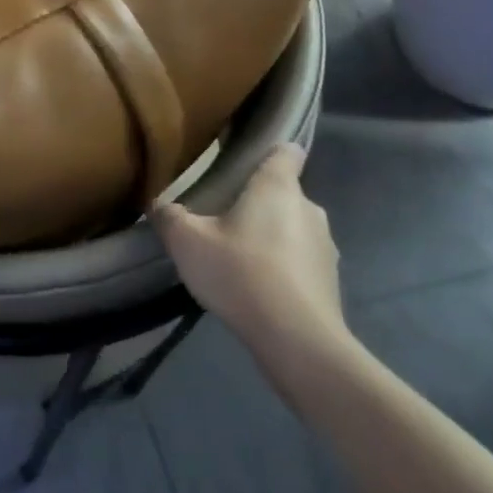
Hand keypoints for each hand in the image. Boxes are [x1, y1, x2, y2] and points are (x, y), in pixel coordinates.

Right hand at [152, 142, 357, 393]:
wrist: (298, 341)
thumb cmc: (241, 273)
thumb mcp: (187, 241)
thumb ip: (169, 216)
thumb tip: (160, 205)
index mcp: (277, 186)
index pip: (285, 151)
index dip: (269, 151)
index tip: (245, 160)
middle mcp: (309, 208)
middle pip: (284, 192)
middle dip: (258, 201)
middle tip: (223, 217)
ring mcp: (326, 247)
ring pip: (294, 228)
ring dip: (271, 236)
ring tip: (238, 257)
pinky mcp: (331, 282)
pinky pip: (302, 261)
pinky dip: (283, 267)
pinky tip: (257, 288)